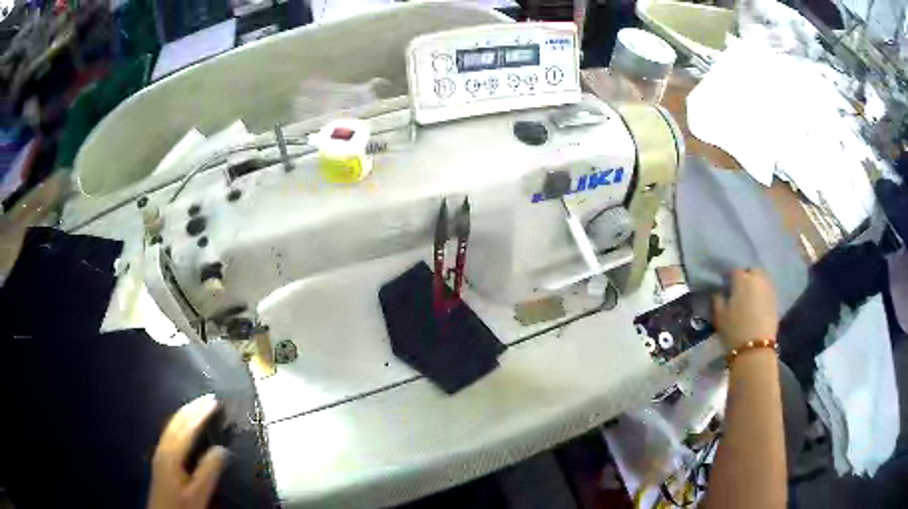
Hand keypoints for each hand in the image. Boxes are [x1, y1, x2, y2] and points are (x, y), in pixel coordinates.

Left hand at [147, 394, 227, 508]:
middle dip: (192, 409)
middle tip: (208, 398)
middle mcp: (164, 448)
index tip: (214, 401)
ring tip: (198, 406)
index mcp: (172, 454)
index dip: (200, 414)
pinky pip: (171, 432)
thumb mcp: (198, 494)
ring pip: (172, 426)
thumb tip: (222, 449)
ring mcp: (160, 452)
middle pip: (177, 422)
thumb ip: (208, 472)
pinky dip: (180, 423)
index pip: (187, 429)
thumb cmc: (181, 505)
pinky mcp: (161, 458)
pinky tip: (184, 425)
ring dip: (186, 414)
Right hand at [712, 269, 777, 350]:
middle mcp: (757, 279)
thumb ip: (718, 299)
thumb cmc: (734, 330)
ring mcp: (769, 289)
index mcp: (742, 279)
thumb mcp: (719, 315)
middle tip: (739, 290)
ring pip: (762, 279)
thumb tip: (719, 292)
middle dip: (746, 277)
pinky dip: (763, 294)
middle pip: (752, 271)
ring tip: (750, 297)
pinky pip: (767, 290)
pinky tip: (758, 305)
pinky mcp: (776, 300)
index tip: (726, 287)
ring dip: (756, 284)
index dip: (729, 278)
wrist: (755, 349)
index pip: (734, 271)